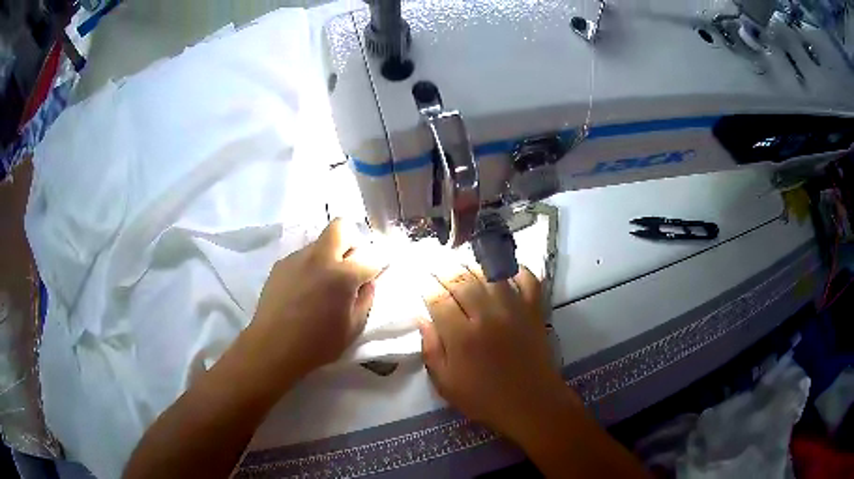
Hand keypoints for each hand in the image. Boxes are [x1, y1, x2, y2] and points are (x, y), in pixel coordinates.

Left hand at [249, 219, 385, 378]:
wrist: (272, 347)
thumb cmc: (318, 344)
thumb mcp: (353, 329)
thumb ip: (365, 300)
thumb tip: (367, 283)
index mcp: (343, 275)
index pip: (370, 258)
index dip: (378, 265)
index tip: (376, 274)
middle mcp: (320, 258)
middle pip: (340, 227)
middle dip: (350, 240)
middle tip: (349, 265)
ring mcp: (297, 258)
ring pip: (319, 243)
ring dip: (328, 256)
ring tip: (321, 284)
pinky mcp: (280, 265)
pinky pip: (302, 257)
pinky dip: (309, 267)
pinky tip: (303, 290)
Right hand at [418, 264, 576, 438]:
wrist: (531, 403)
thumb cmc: (484, 399)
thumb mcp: (446, 385)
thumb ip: (432, 350)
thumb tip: (422, 319)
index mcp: (462, 336)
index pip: (438, 299)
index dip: (426, 286)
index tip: (421, 281)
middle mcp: (487, 316)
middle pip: (462, 280)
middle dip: (444, 271)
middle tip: (436, 267)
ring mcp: (514, 310)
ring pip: (490, 274)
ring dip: (473, 266)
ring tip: (462, 265)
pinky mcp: (534, 310)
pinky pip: (527, 280)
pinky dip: (517, 270)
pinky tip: (504, 271)